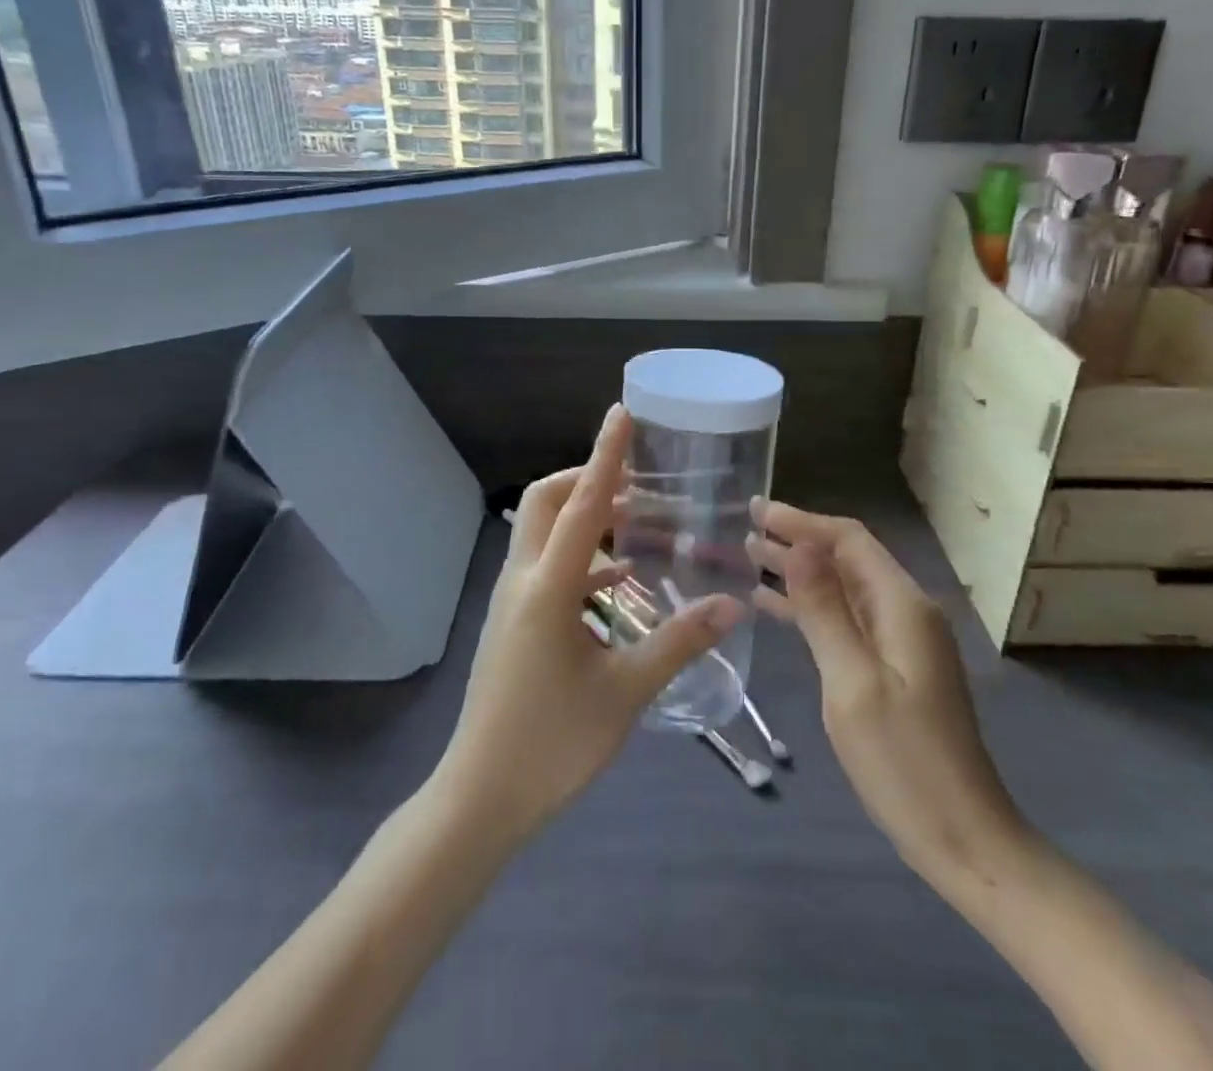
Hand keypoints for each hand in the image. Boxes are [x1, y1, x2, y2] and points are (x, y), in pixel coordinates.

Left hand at [433, 406, 742, 842]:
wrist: (480, 798)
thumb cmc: (552, 744)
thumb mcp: (625, 692)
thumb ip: (678, 643)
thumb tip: (731, 605)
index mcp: (547, 589)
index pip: (582, 505)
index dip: (605, 456)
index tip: (621, 414)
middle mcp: (522, 580)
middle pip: (546, 502)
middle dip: (586, 479)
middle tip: (635, 482)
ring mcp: (511, 600)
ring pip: (542, 532)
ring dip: (583, 517)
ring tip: (635, 522)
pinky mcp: (511, 620)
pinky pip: (545, 566)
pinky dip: (581, 557)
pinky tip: (619, 580)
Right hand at [748, 500, 1028, 885]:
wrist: (963, 839)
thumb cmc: (904, 762)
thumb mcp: (852, 683)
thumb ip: (825, 611)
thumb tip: (801, 546)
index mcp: (902, 606)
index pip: (849, 540)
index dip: (802, 521)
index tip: (756, 509)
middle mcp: (905, 612)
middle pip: (846, 559)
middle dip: (797, 539)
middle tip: (744, 526)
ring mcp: (901, 641)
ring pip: (843, 588)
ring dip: (799, 570)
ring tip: (748, 556)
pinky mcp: (893, 667)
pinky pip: (845, 619)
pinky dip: (809, 607)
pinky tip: (772, 607)